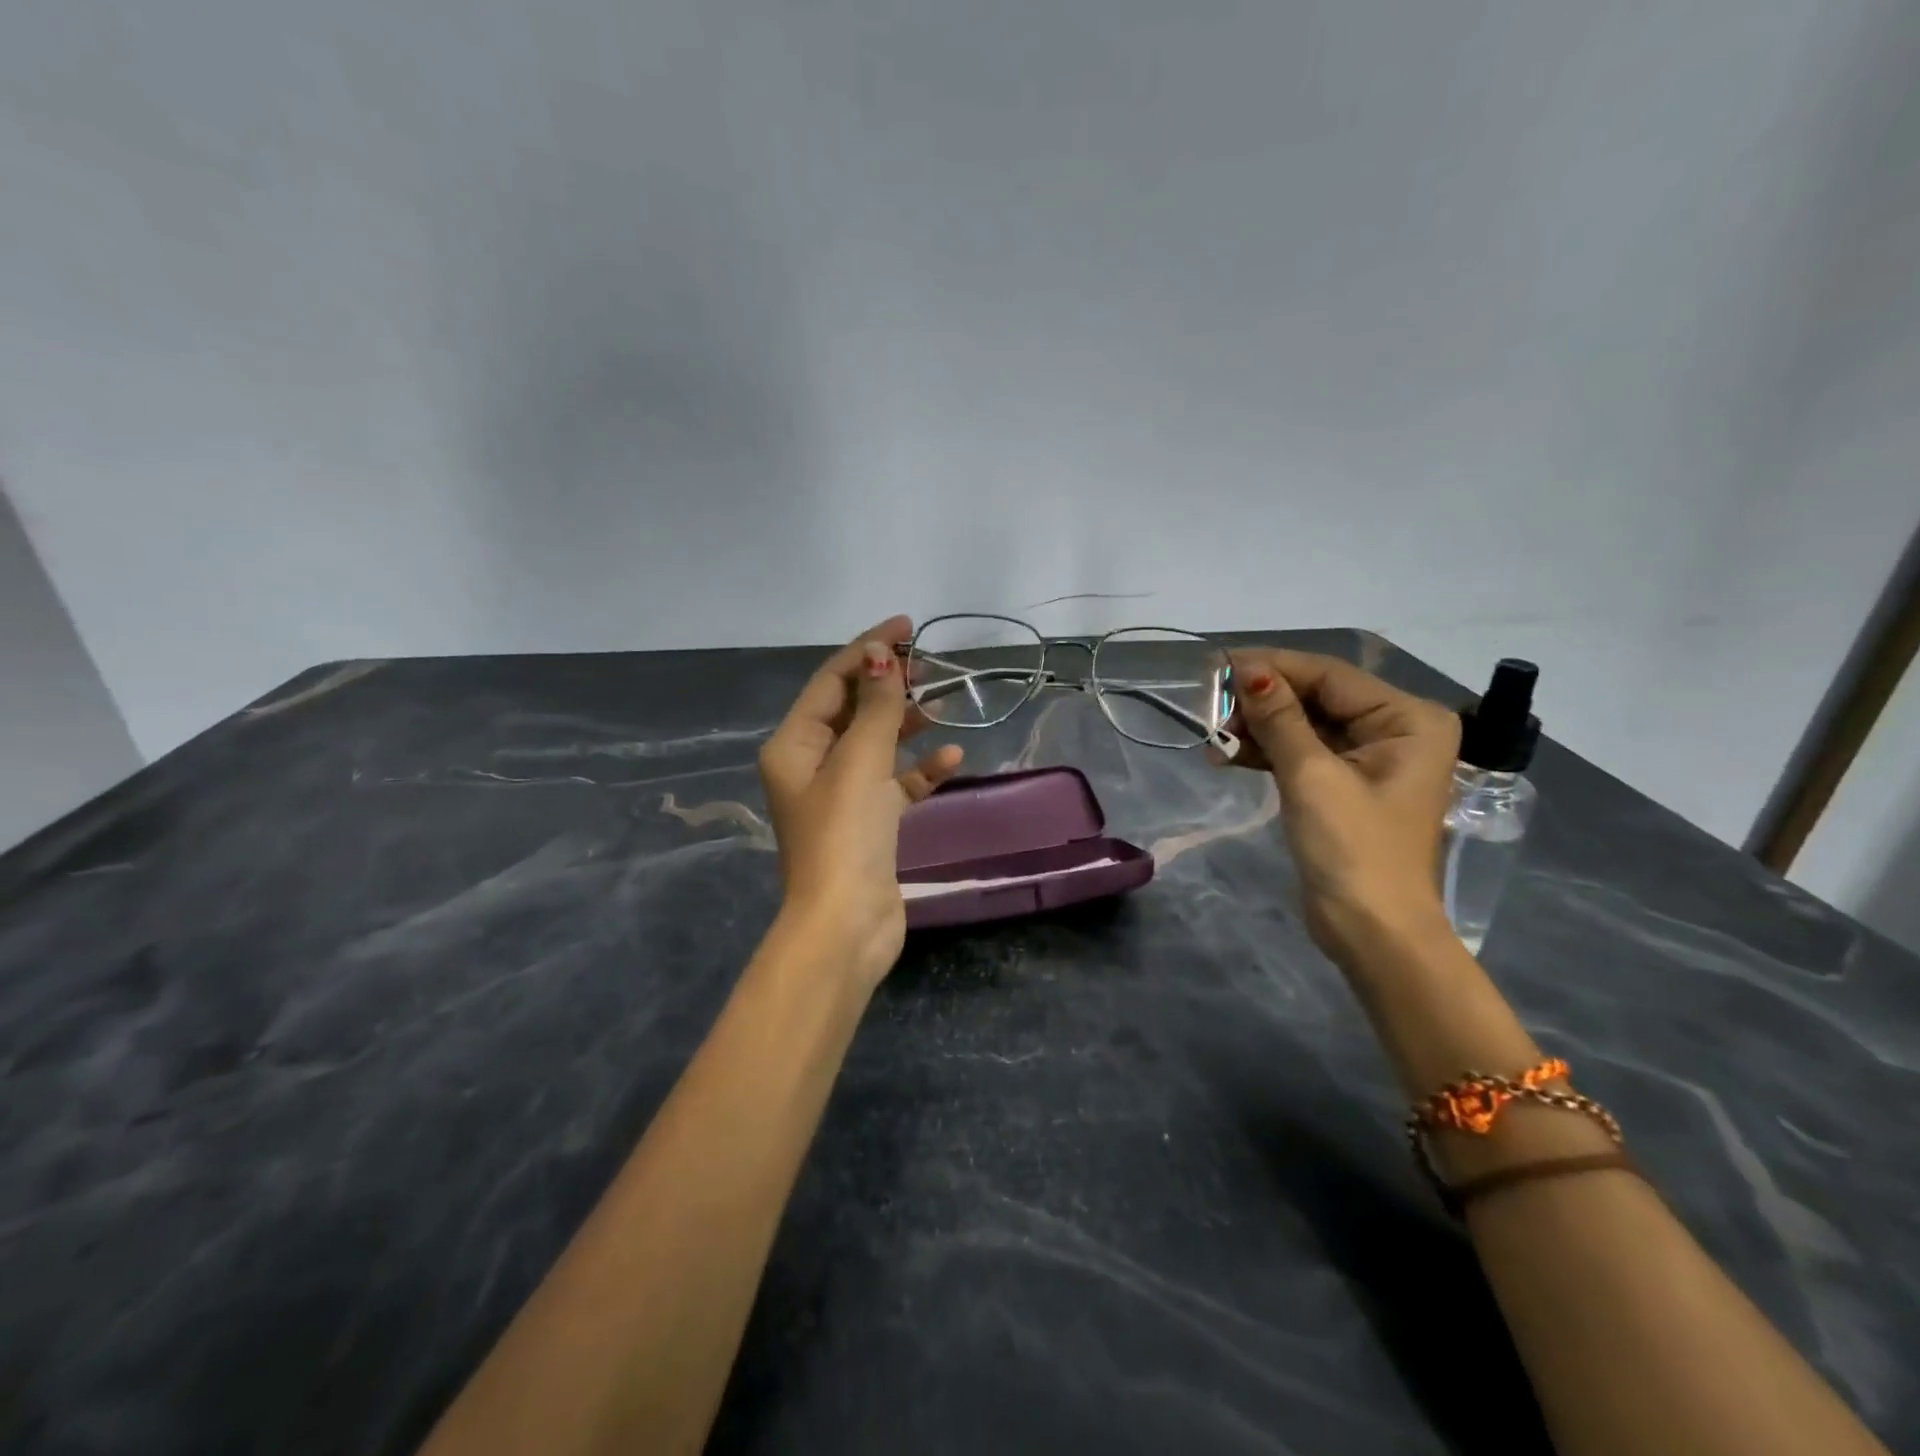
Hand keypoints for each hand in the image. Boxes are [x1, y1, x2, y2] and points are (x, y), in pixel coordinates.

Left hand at [758, 616, 964, 987]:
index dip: (868, 649)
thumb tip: (881, 654)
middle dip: (888, 685)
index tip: (907, 627)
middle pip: (852, 709)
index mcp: (794, 745)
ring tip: (941, 703)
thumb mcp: (860, 762)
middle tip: (928, 665)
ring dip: (905, 724)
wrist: (846, 926)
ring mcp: (840, 795)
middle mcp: (811, 765)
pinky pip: (894, 783)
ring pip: (875, 744)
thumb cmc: (845, 836)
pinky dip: (918, 770)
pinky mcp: (868, 823)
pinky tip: (950, 760)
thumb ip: (876, 708)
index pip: (831, 681)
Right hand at [1220, 649, 1459, 960]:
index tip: (1219, 665)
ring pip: (1303, 726)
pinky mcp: (1344, 786)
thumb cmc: (1353, 849)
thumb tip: (1247, 669)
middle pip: (1316, 698)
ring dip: (1258, 729)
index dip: (1273, 668)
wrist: (1373, 933)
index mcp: (1408, 719)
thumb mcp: (1312, 776)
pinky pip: (1302, 753)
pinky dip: (1266, 753)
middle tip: (1210, 708)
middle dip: (1262, 702)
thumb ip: (1279, 718)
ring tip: (1213, 738)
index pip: (1330, 676)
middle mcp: (1395, 730)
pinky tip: (1227, 755)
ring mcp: (1370, 759)